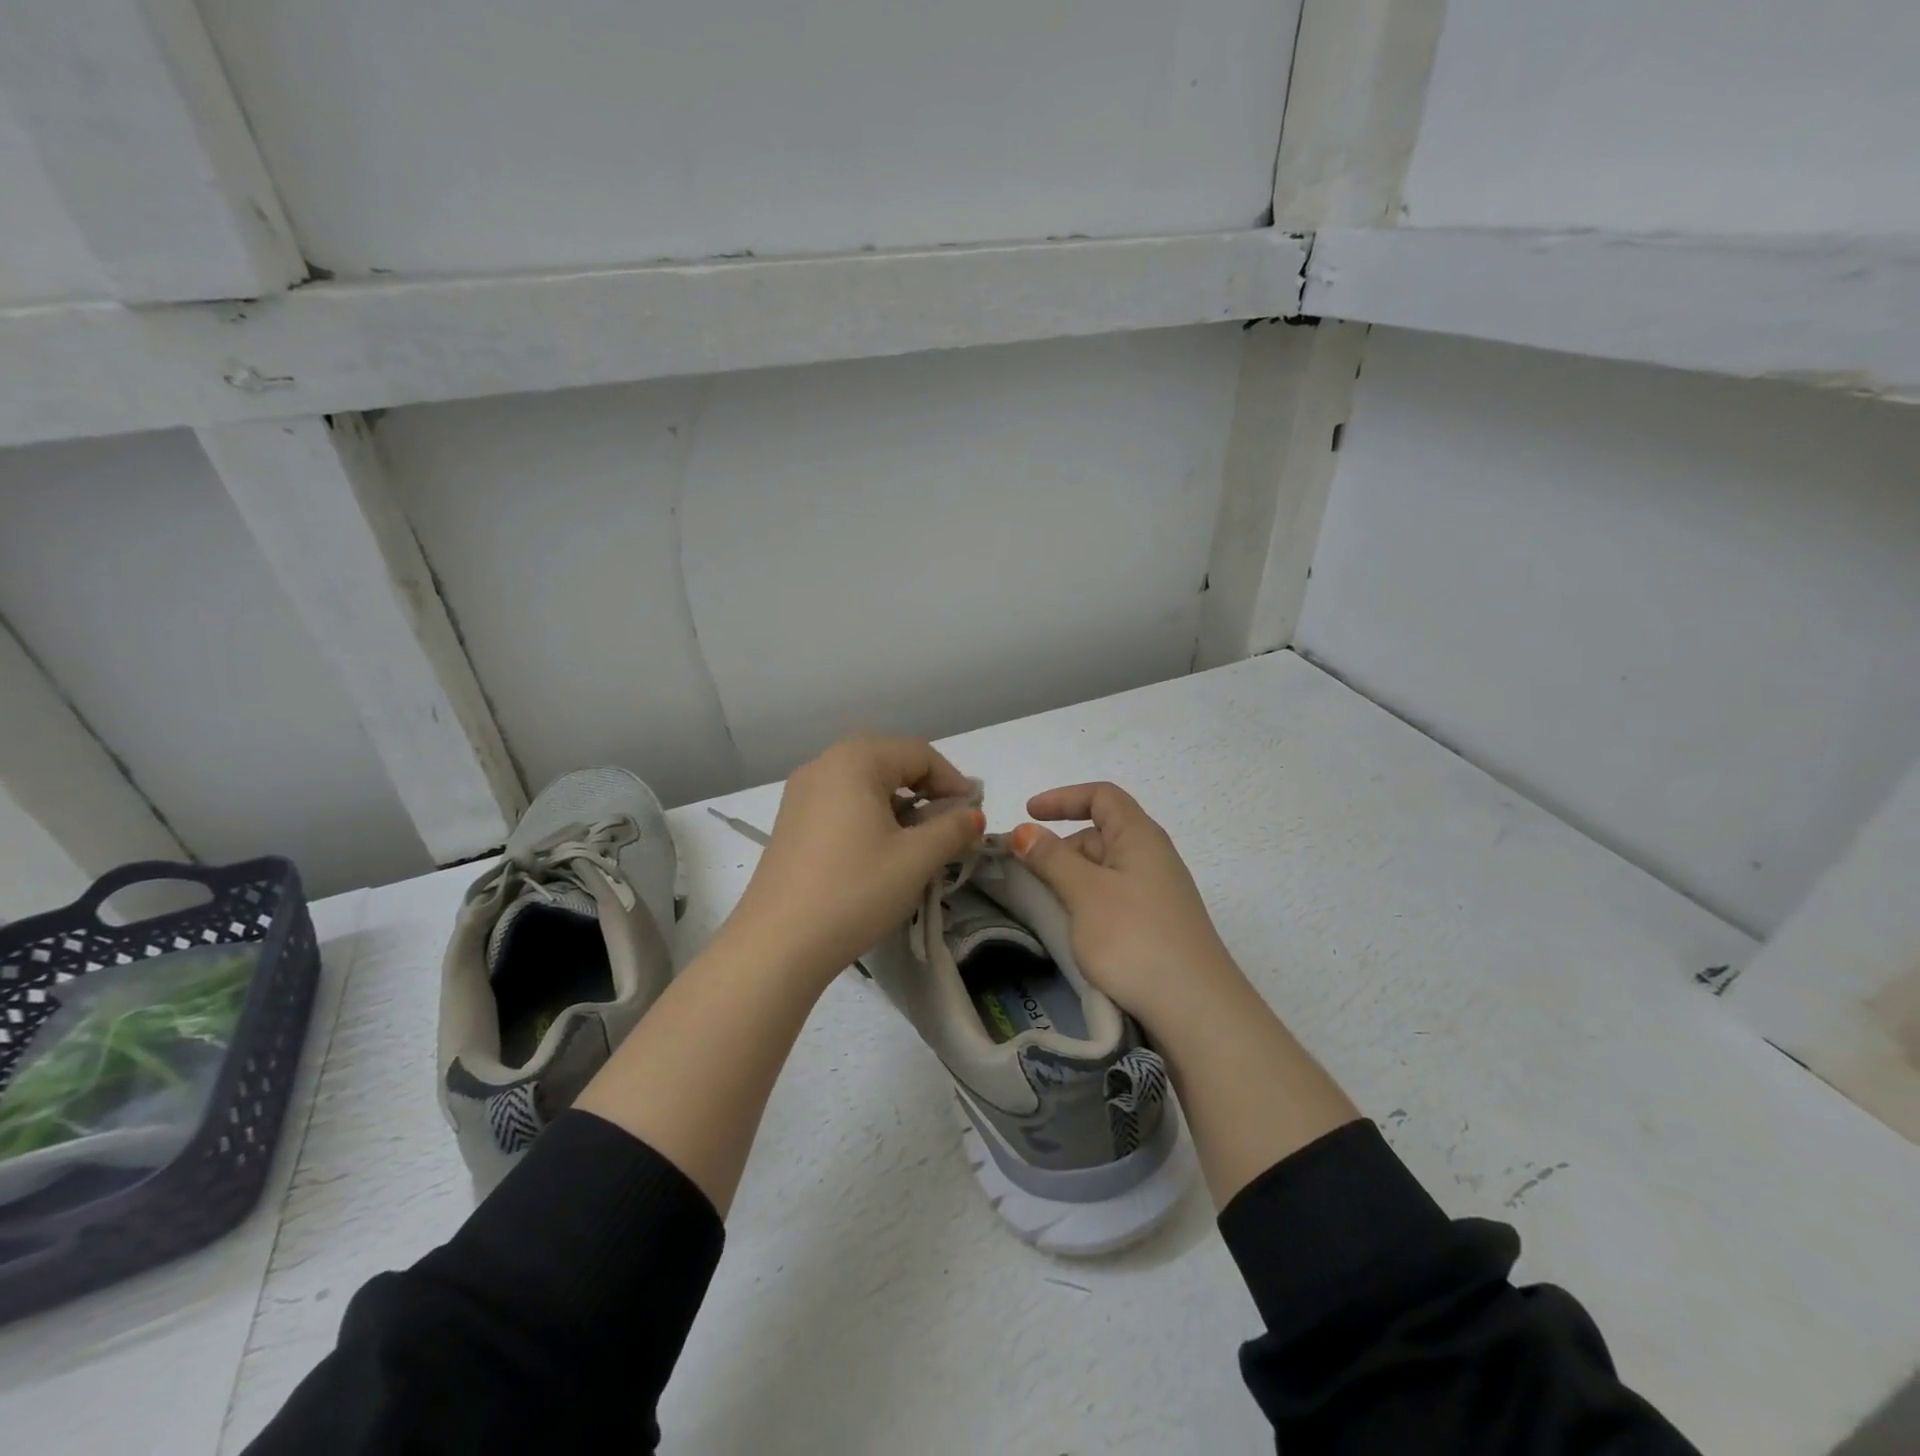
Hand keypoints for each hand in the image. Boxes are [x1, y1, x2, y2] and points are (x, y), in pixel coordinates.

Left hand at [723, 735, 984, 984]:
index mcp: (854, 760)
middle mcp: (824, 765)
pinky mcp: (791, 823)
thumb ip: (953, 829)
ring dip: (900, 806)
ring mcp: (801, 794)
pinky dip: (871, 817)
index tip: (974, 816)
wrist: (777, 944)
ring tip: (920, 843)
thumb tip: (972, 815)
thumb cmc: (854, 890)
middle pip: (890, 762)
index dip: (953, 781)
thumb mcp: (916, 859)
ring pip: (865, 784)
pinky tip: (882, 852)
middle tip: (951, 826)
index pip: (919, 753)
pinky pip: (842, 804)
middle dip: (927, 791)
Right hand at [1010, 782, 1236, 1029]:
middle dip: (1060, 845)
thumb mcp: (1085, 893)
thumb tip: (1023, 831)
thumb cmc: (1135, 938)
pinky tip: (1071, 928)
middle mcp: (1152, 857)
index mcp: (1140, 836)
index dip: (1063, 798)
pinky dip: (1085, 901)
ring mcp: (1156, 893)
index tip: (1028, 815)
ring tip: (1041, 903)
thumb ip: (1052, 858)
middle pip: (1100, 833)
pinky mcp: (1155, 925)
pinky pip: (1112, 898)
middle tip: (1024, 872)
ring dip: (1070, 877)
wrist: (1196, 1010)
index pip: (1102, 796)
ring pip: (1104, 869)